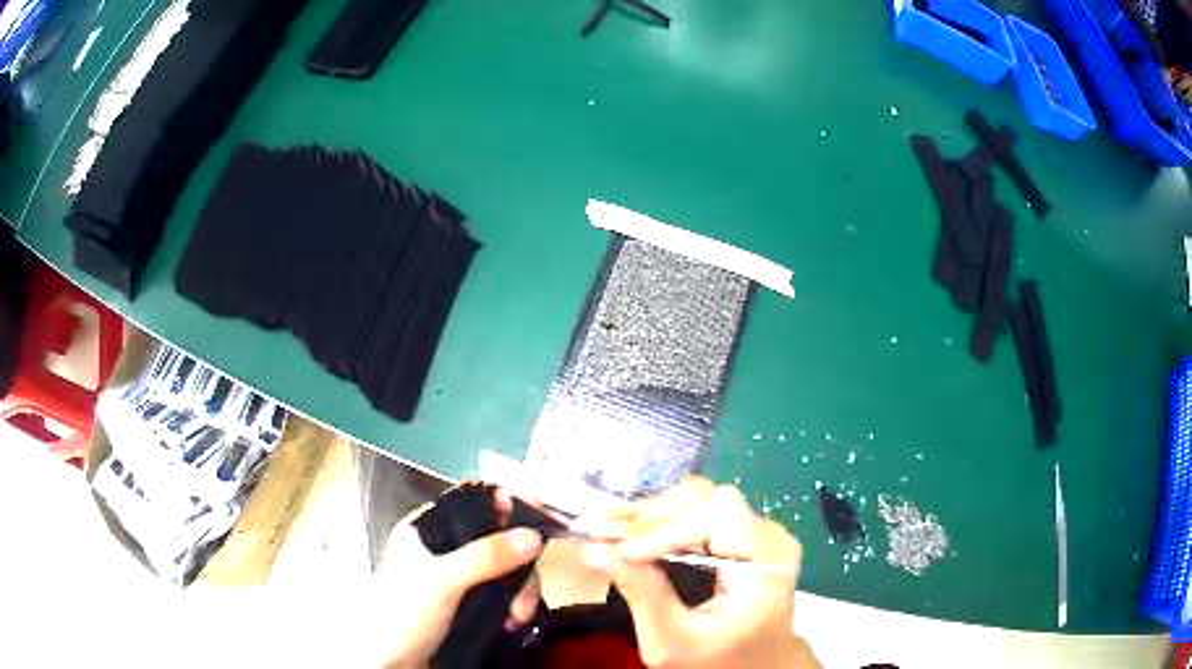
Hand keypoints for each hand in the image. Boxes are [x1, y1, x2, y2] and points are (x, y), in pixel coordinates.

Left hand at [371, 489, 544, 668]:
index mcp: (428, 530)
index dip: (507, 501)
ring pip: (507, 570)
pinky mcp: (470, 604)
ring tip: (517, 616)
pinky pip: (505, 595)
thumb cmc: (401, 614)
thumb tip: (531, 536)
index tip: (541, 510)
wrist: (391, 664)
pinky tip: (512, 622)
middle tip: (527, 588)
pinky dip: (514, 607)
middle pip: (499, 539)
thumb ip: (485, 556)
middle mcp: (445, 549)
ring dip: (521, 592)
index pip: (473, 500)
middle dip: (520, 564)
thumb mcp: (441, 582)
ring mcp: (459, 578)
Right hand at [578, 477, 819, 668]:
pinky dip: (663, 520)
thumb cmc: (717, 662)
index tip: (618, 549)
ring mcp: (761, 531)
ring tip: (609, 530)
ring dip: (652, 515)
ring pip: (701, 498)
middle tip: (601, 532)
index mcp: (765, 566)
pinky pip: (702, 511)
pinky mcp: (746, 533)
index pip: (718, 516)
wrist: (757, 667)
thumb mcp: (674, 641)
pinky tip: (631, 532)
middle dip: (651, 517)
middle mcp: (770, 537)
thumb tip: (593, 549)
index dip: (665, 527)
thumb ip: (641, 594)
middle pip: (707, 499)